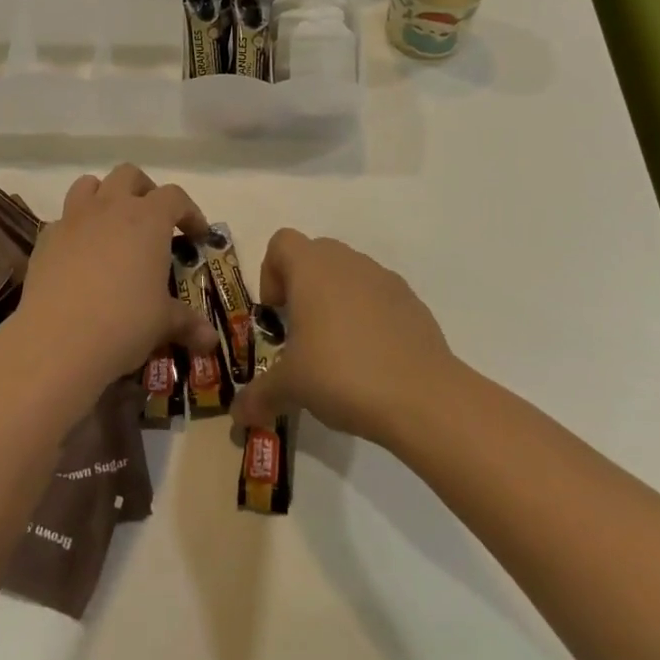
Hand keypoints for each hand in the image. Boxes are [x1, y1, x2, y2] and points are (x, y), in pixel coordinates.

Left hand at [7, 165, 219, 402]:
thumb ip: (187, 323)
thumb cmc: (124, 323)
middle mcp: (111, 207)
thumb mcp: (163, 323)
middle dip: (144, 190)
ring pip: (89, 184)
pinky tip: (79, 257)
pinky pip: (63, 219)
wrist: (57, 340)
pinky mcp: (45, 238)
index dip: (189, 212)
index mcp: (148, 219)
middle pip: (129, 175)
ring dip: (104, 196)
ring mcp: (73, 219)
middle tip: (153, 220)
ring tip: (112, 225)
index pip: (175, 197)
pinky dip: (75, 229)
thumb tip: (211, 340)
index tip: (197, 235)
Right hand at [231, 229, 456, 446]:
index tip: (276, 313)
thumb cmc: (342, 374)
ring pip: (349, 275)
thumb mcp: (291, 387)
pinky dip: (369, 317)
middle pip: (315, 255)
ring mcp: (384, 279)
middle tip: (301, 333)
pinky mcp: (412, 302)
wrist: (422, 396)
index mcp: (312, 268)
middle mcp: (347, 262)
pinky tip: (371, 359)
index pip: (281, 243)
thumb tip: (237, 416)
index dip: (270, 272)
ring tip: (337, 350)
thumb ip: (260, 395)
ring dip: (336, 300)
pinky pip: (379, 297)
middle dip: (302, 287)